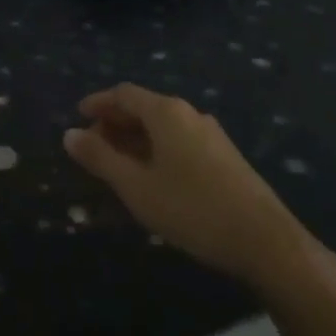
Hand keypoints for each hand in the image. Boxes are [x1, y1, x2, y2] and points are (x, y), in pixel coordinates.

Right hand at [63, 84, 303, 280]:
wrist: (266, 241)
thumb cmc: (192, 208)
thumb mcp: (136, 186)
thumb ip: (100, 158)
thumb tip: (69, 134)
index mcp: (166, 112)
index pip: (124, 94)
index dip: (98, 102)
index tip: (78, 115)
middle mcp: (189, 114)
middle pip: (144, 107)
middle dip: (115, 122)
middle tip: (93, 145)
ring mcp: (211, 134)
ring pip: (163, 126)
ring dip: (135, 138)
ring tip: (117, 164)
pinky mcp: (224, 157)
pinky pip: (179, 140)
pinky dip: (156, 149)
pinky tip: (151, 176)